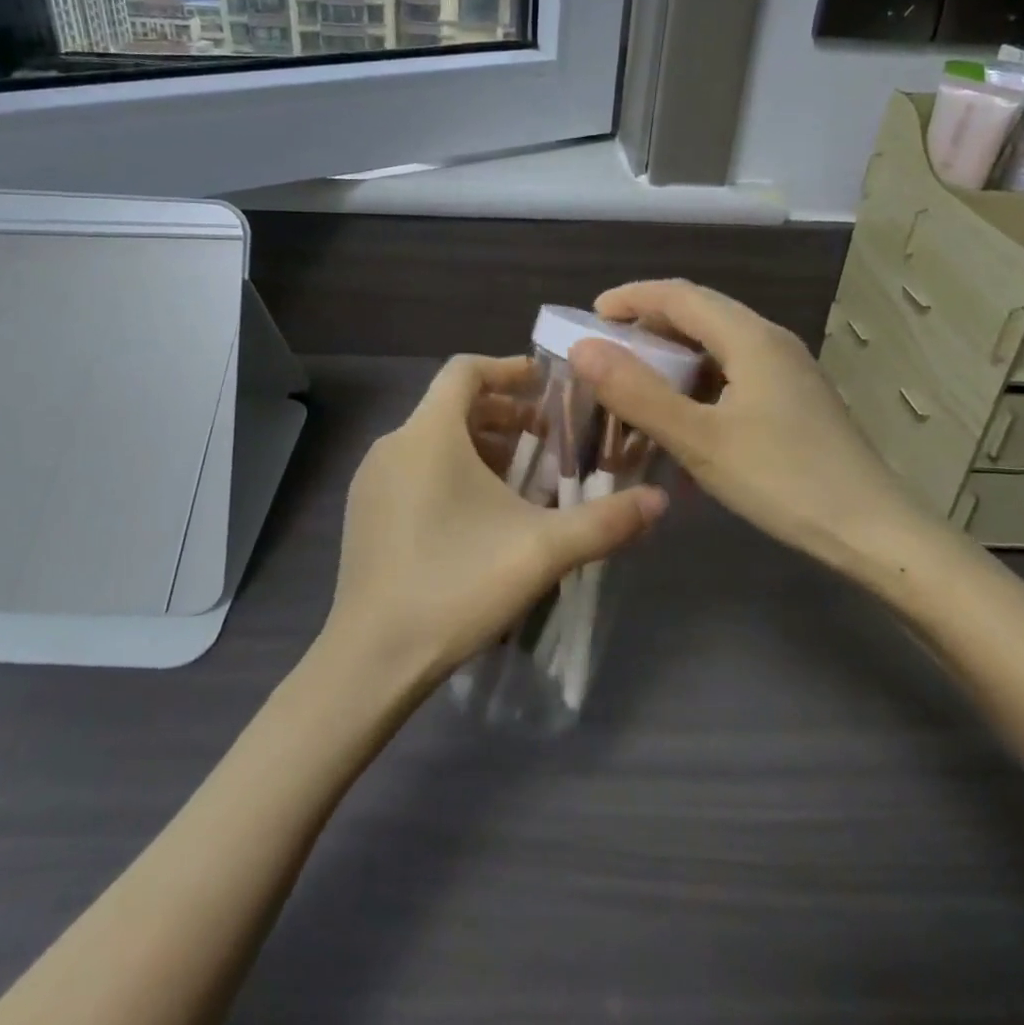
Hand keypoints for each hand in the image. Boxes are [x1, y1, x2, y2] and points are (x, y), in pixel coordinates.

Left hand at [325, 355, 667, 689]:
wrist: (373, 656)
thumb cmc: (457, 584)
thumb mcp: (542, 551)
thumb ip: (604, 522)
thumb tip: (658, 502)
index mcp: (429, 434)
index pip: (465, 370)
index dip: (508, 368)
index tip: (546, 384)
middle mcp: (393, 445)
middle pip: (451, 405)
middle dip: (502, 413)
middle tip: (546, 435)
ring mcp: (372, 480)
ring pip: (432, 439)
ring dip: (478, 444)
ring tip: (520, 476)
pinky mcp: (365, 511)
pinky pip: (413, 468)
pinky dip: (450, 469)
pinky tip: (478, 513)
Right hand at [568, 281, 937, 588]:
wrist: (874, 533)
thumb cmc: (783, 481)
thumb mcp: (699, 439)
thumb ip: (637, 393)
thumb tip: (583, 348)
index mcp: (751, 337)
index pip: (679, 295)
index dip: (630, 298)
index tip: (588, 316)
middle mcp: (772, 341)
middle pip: (700, 313)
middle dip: (648, 324)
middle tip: (606, 351)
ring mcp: (789, 371)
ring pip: (718, 345)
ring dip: (673, 354)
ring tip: (637, 381)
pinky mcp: (795, 400)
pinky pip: (735, 372)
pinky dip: (698, 380)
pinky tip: (684, 414)